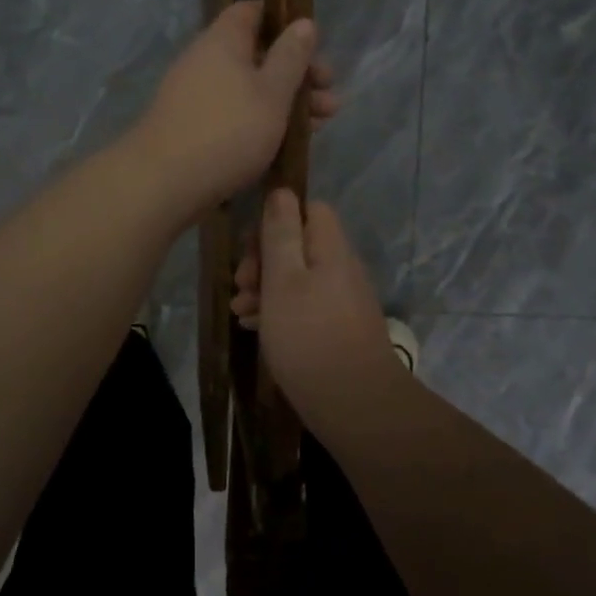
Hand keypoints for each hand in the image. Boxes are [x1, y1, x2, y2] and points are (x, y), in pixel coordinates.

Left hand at [130, 1, 336, 214]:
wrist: (163, 182)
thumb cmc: (228, 130)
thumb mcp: (272, 92)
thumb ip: (291, 57)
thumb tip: (303, 22)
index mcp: (222, 41)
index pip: (252, 12)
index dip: (284, 22)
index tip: (313, 45)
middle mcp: (204, 61)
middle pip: (257, 55)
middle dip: (297, 74)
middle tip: (330, 97)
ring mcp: (195, 96)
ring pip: (248, 89)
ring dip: (285, 102)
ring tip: (320, 126)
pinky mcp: (192, 127)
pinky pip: (233, 114)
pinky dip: (260, 122)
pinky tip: (285, 144)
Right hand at [231, 189, 399, 409]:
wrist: (355, 404)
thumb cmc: (309, 336)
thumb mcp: (283, 280)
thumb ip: (281, 234)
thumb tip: (282, 191)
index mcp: (331, 249)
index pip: (309, 210)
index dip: (277, 220)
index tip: (251, 249)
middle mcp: (340, 269)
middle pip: (299, 246)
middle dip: (263, 261)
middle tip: (240, 286)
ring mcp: (342, 300)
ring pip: (298, 279)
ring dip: (266, 289)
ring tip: (241, 313)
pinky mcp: (338, 329)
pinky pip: (304, 306)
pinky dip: (279, 311)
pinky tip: (256, 329)